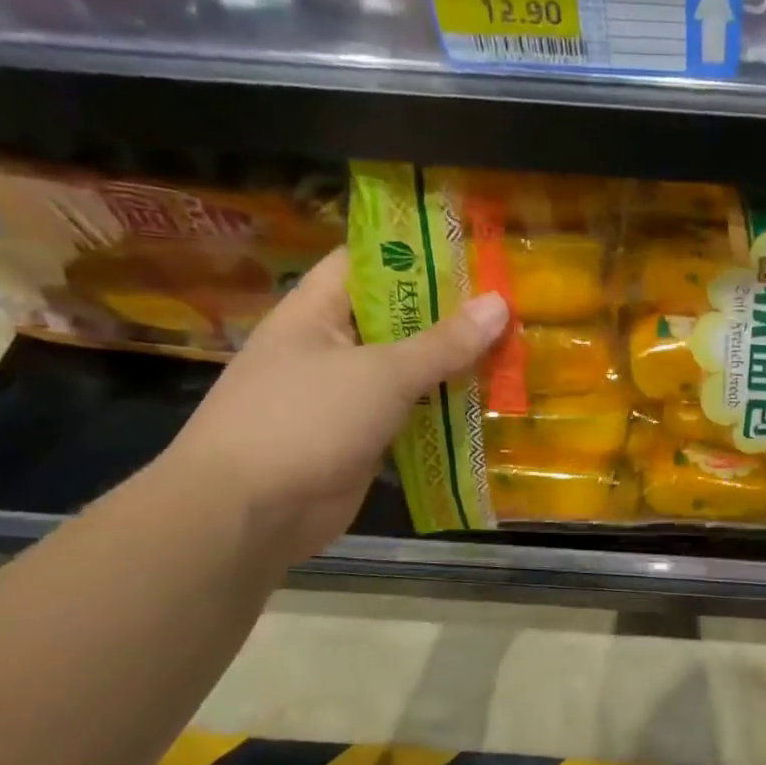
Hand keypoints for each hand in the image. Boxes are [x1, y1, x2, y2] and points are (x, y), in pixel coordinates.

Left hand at [160, 250, 507, 565]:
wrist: (251, 512)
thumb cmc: (306, 420)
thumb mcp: (381, 373)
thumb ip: (443, 343)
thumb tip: (500, 304)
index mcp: (317, 312)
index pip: (368, 263)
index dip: (418, 253)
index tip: (475, 252)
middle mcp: (331, 347)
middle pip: (397, 320)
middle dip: (451, 316)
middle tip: (512, 307)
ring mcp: (346, 397)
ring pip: (409, 372)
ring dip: (454, 369)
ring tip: (514, 352)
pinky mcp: (363, 439)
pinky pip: (411, 416)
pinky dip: (445, 413)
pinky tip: (490, 407)